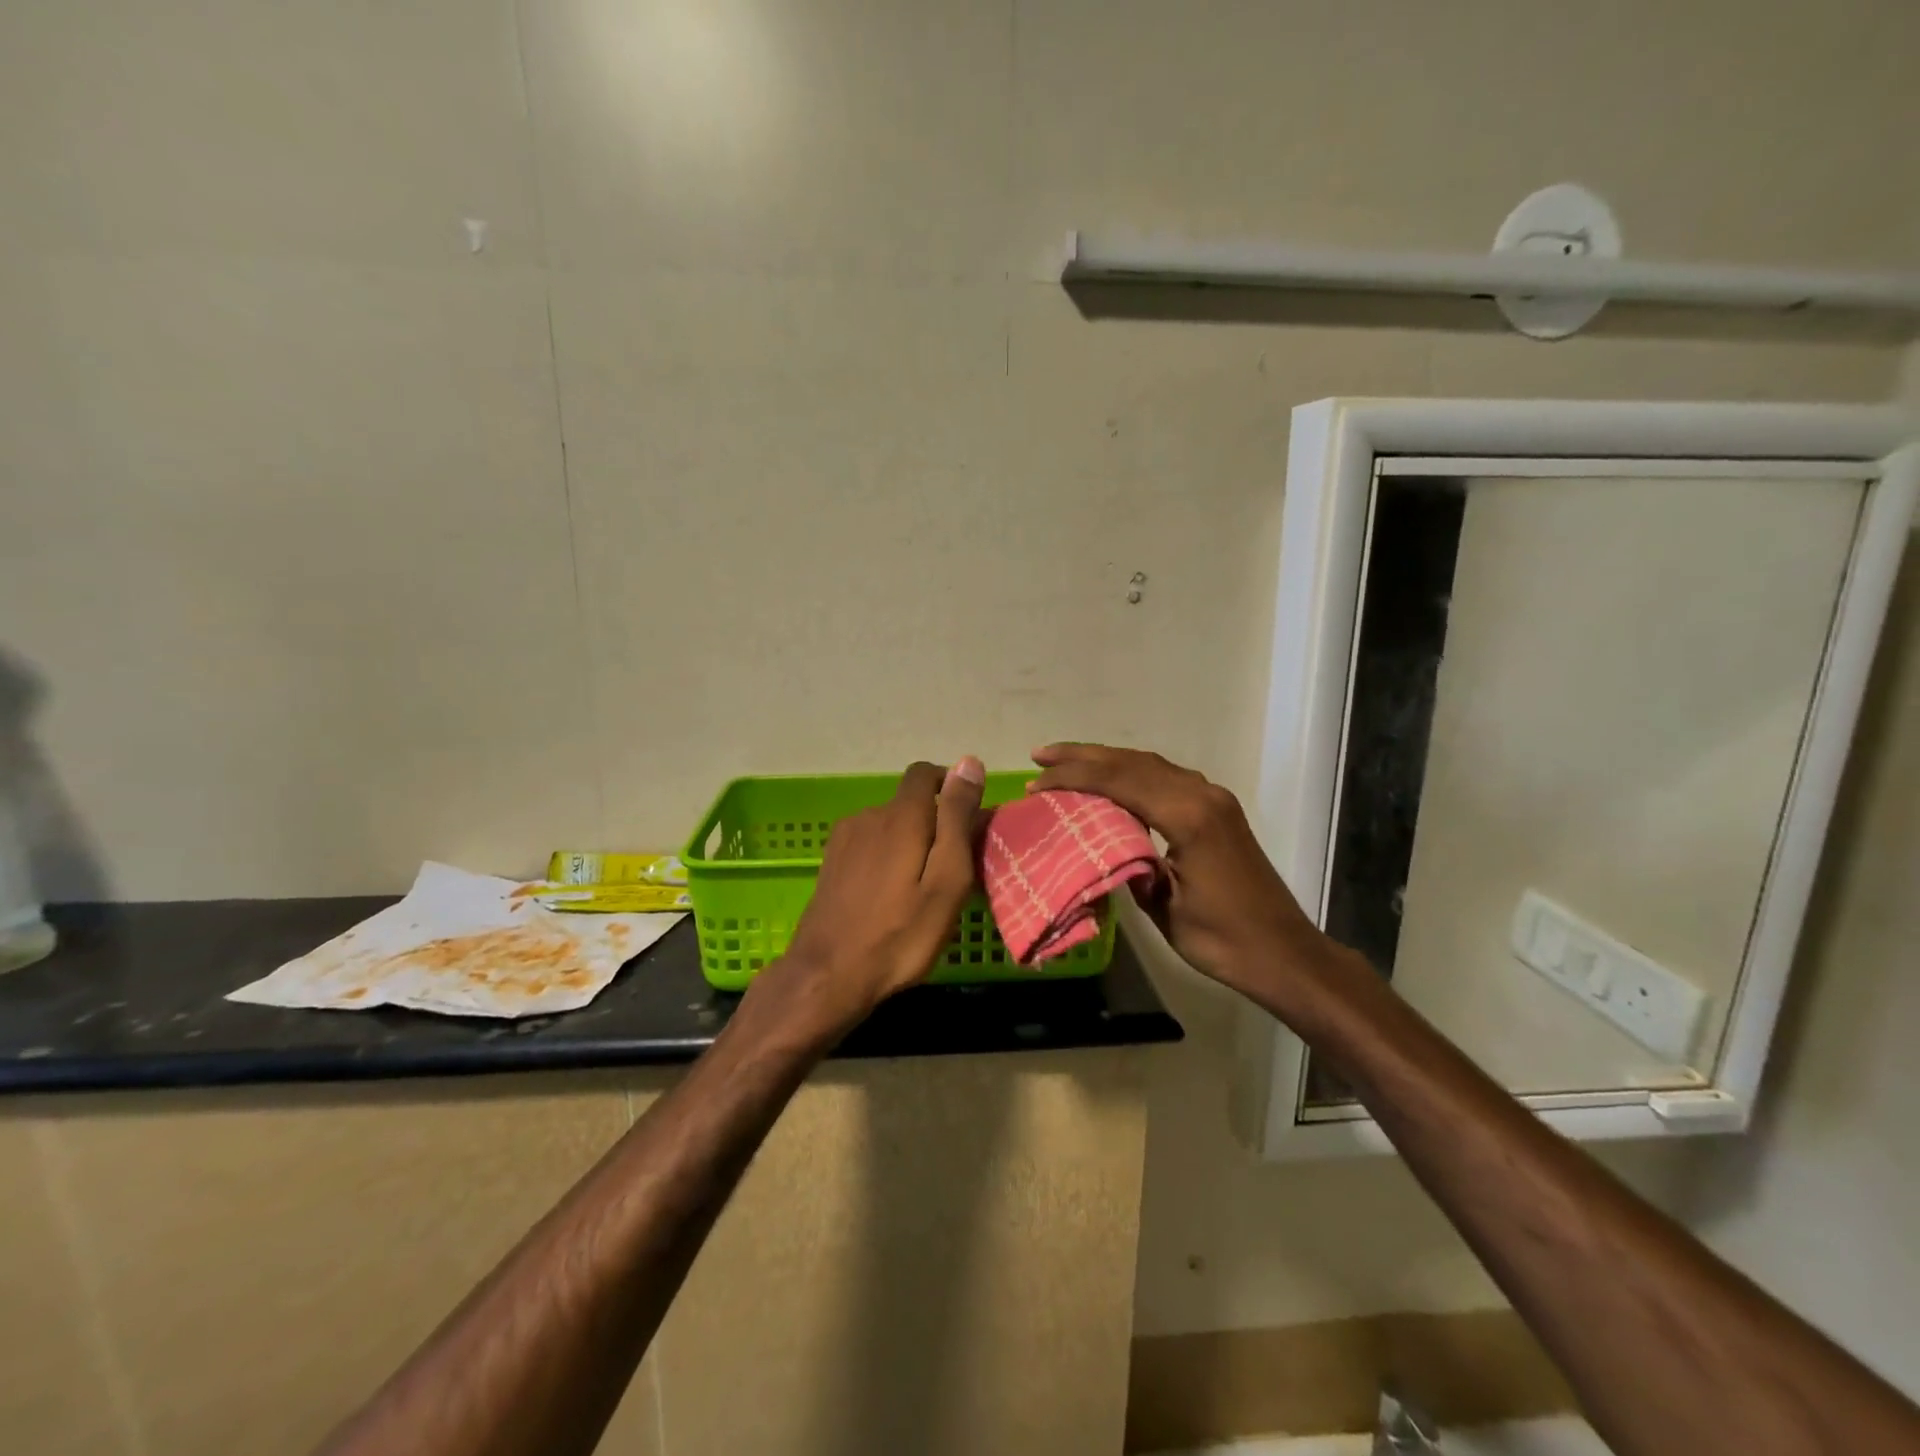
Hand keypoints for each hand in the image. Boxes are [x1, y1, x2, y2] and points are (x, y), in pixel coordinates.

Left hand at [756, 758, 985, 1035]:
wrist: (827, 976)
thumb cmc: (899, 934)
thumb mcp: (947, 879)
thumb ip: (957, 818)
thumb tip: (969, 762)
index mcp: (901, 816)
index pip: (926, 773)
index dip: (950, 786)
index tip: (968, 819)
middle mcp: (869, 816)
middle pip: (909, 804)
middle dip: (935, 824)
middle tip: (953, 870)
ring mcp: (844, 840)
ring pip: (889, 826)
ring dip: (910, 843)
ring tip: (923, 889)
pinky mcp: (831, 863)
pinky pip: (870, 845)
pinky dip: (888, 858)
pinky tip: (891, 897)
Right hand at [1030, 744, 1330, 996]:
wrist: (1284, 952)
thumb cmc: (1223, 939)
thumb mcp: (1164, 907)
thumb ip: (1131, 865)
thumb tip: (1101, 844)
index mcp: (1188, 816)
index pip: (1120, 781)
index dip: (1073, 778)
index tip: (1035, 782)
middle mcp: (1202, 795)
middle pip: (1132, 761)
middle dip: (1082, 756)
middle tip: (1039, 756)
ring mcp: (1213, 799)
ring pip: (1150, 764)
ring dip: (1106, 760)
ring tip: (1064, 762)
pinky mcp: (1218, 810)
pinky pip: (1166, 777)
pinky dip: (1131, 772)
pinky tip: (1111, 781)